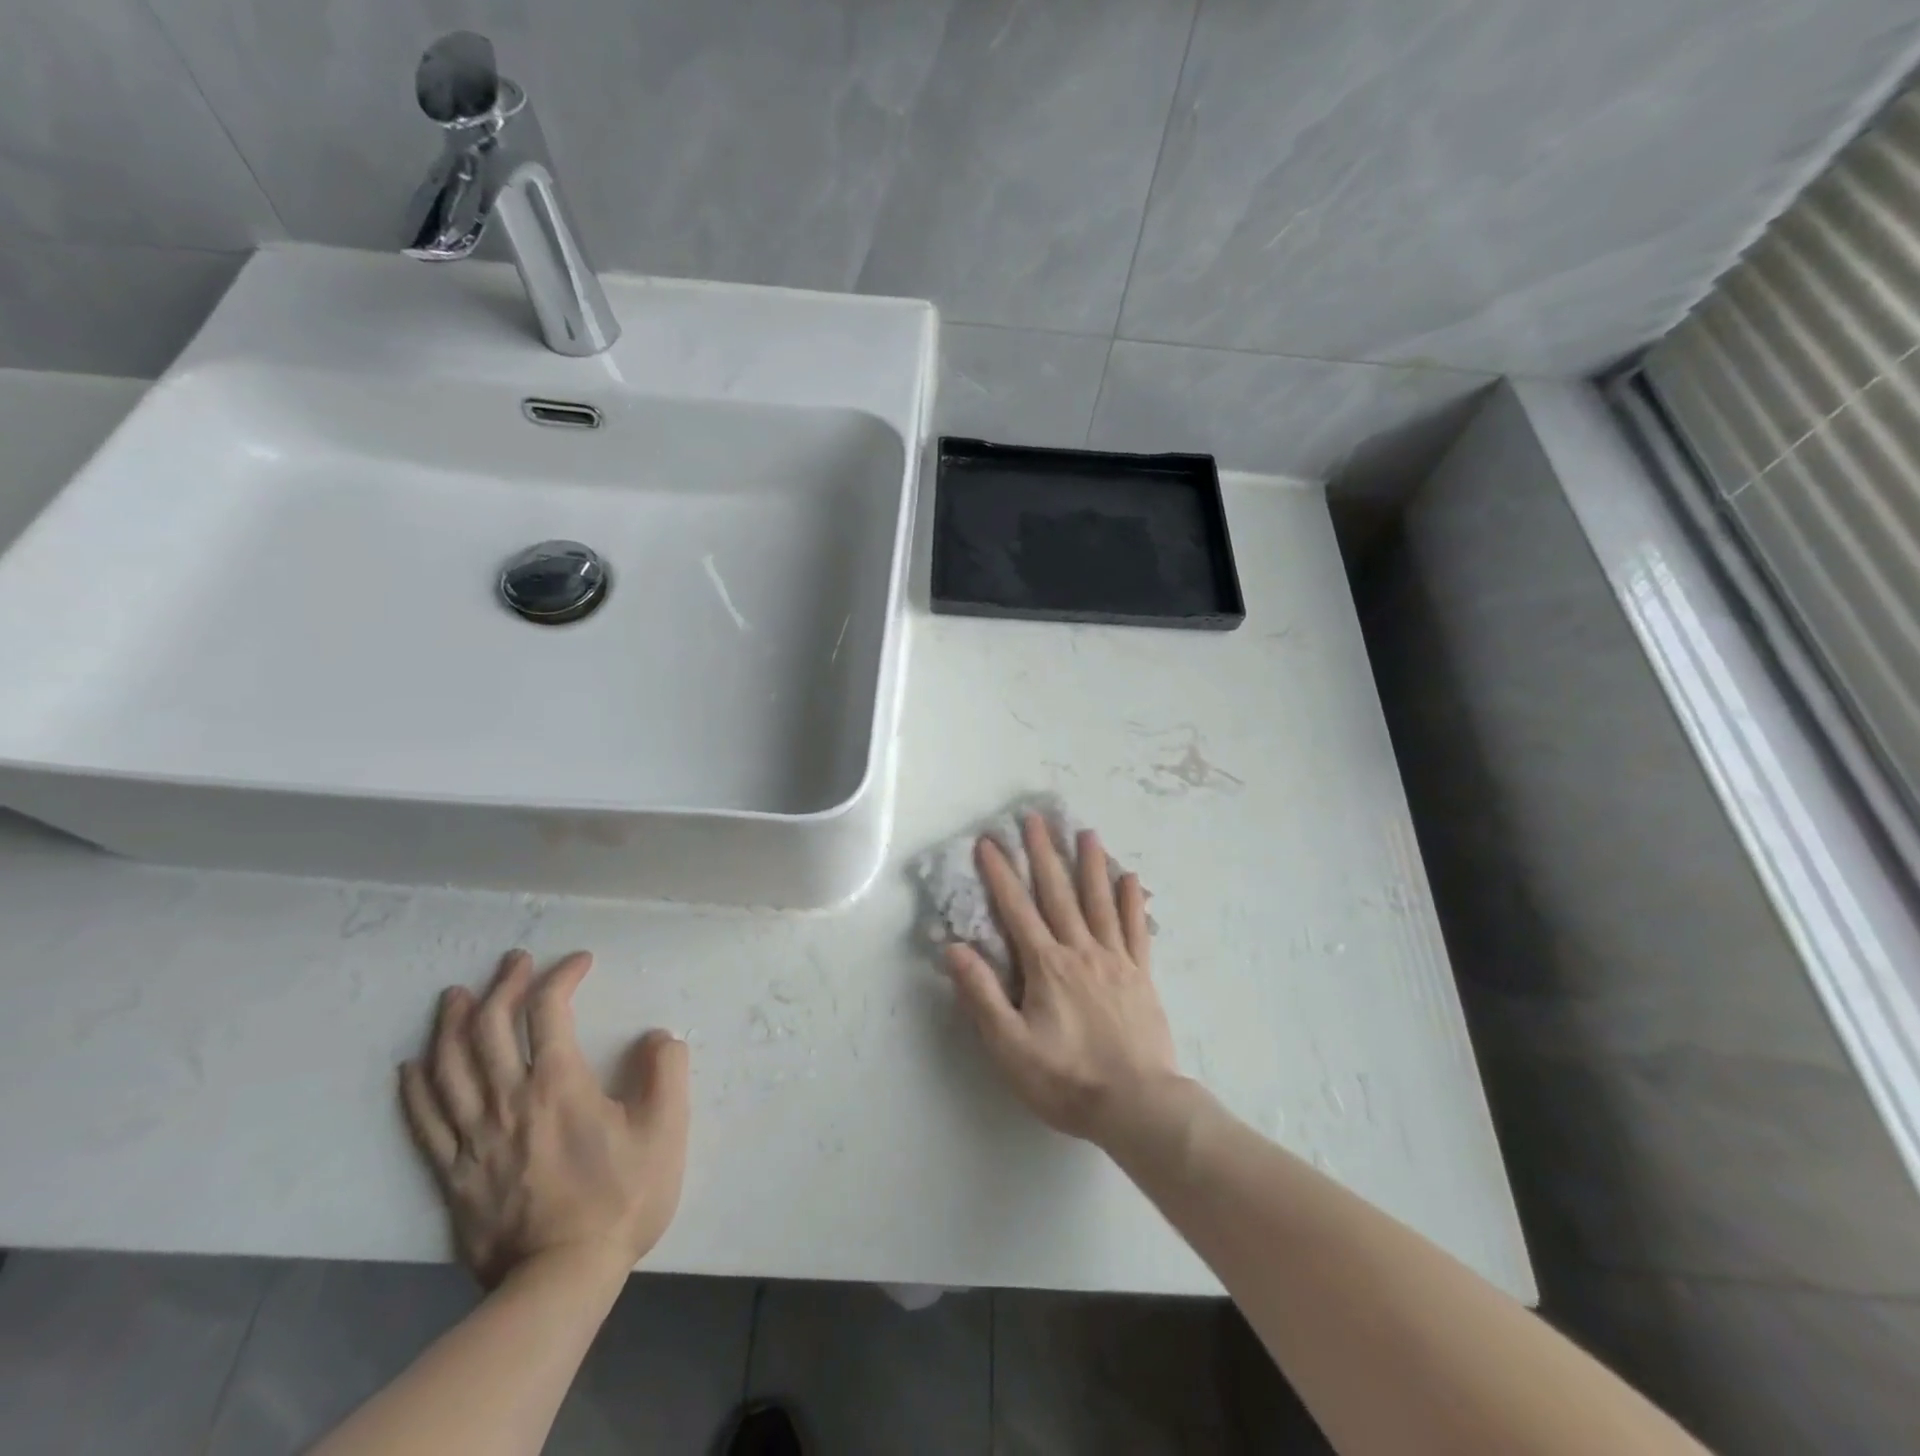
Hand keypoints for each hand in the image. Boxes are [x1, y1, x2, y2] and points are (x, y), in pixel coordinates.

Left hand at [399, 950, 689, 1289]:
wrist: (560, 1280)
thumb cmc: (619, 1199)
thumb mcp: (665, 1130)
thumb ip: (666, 1072)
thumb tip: (657, 1037)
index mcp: (559, 1084)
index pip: (549, 1010)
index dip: (561, 976)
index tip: (579, 962)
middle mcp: (509, 1100)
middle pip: (490, 1028)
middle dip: (503, 985)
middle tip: (514, 961)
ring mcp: (474, 1138)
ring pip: (449, 1067)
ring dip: (451, 1024)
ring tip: (456, 996)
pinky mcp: (453, 1173)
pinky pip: (424, 1122)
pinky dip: (414, 1088)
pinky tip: (411, 1066)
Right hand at [944, 812, 1181, 1147]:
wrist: (1138, 1105)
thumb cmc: (1067, 1079)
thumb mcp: (1010, 1046)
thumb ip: (982, 995)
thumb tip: (954, 948)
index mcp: (1046, 965)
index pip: (1017, 909)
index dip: (1000, 873)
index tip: (988, 841)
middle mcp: (1080, 950)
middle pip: (1058, 893)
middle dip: (1043, 853)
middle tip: (1036, 818)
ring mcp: (1115, 959)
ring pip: (1100, 901)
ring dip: (1091, 864)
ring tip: (1086, 832)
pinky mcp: (1141, 975)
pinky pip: (1136, 929)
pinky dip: (1132, 901)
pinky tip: (1130, 878)